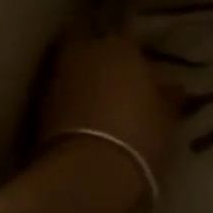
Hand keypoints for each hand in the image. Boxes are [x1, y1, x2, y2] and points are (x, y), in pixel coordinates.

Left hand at [37, 35, 181, 187]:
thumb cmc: (139, 133)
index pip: (128, 41)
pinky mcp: (39, 106)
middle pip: (94, 51)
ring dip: (86, 85)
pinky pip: (63, 97)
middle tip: (120, 88)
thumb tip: (172, 88)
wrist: (88, 171)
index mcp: (119, 45)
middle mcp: (84, 52)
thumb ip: (167, 97)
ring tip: (103, 110)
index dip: (135, 59)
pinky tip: (86, 125)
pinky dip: (73, 105)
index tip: (144, 76)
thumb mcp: (166, 117)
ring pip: (76, 73)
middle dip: (104, 65)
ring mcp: (57, 77)